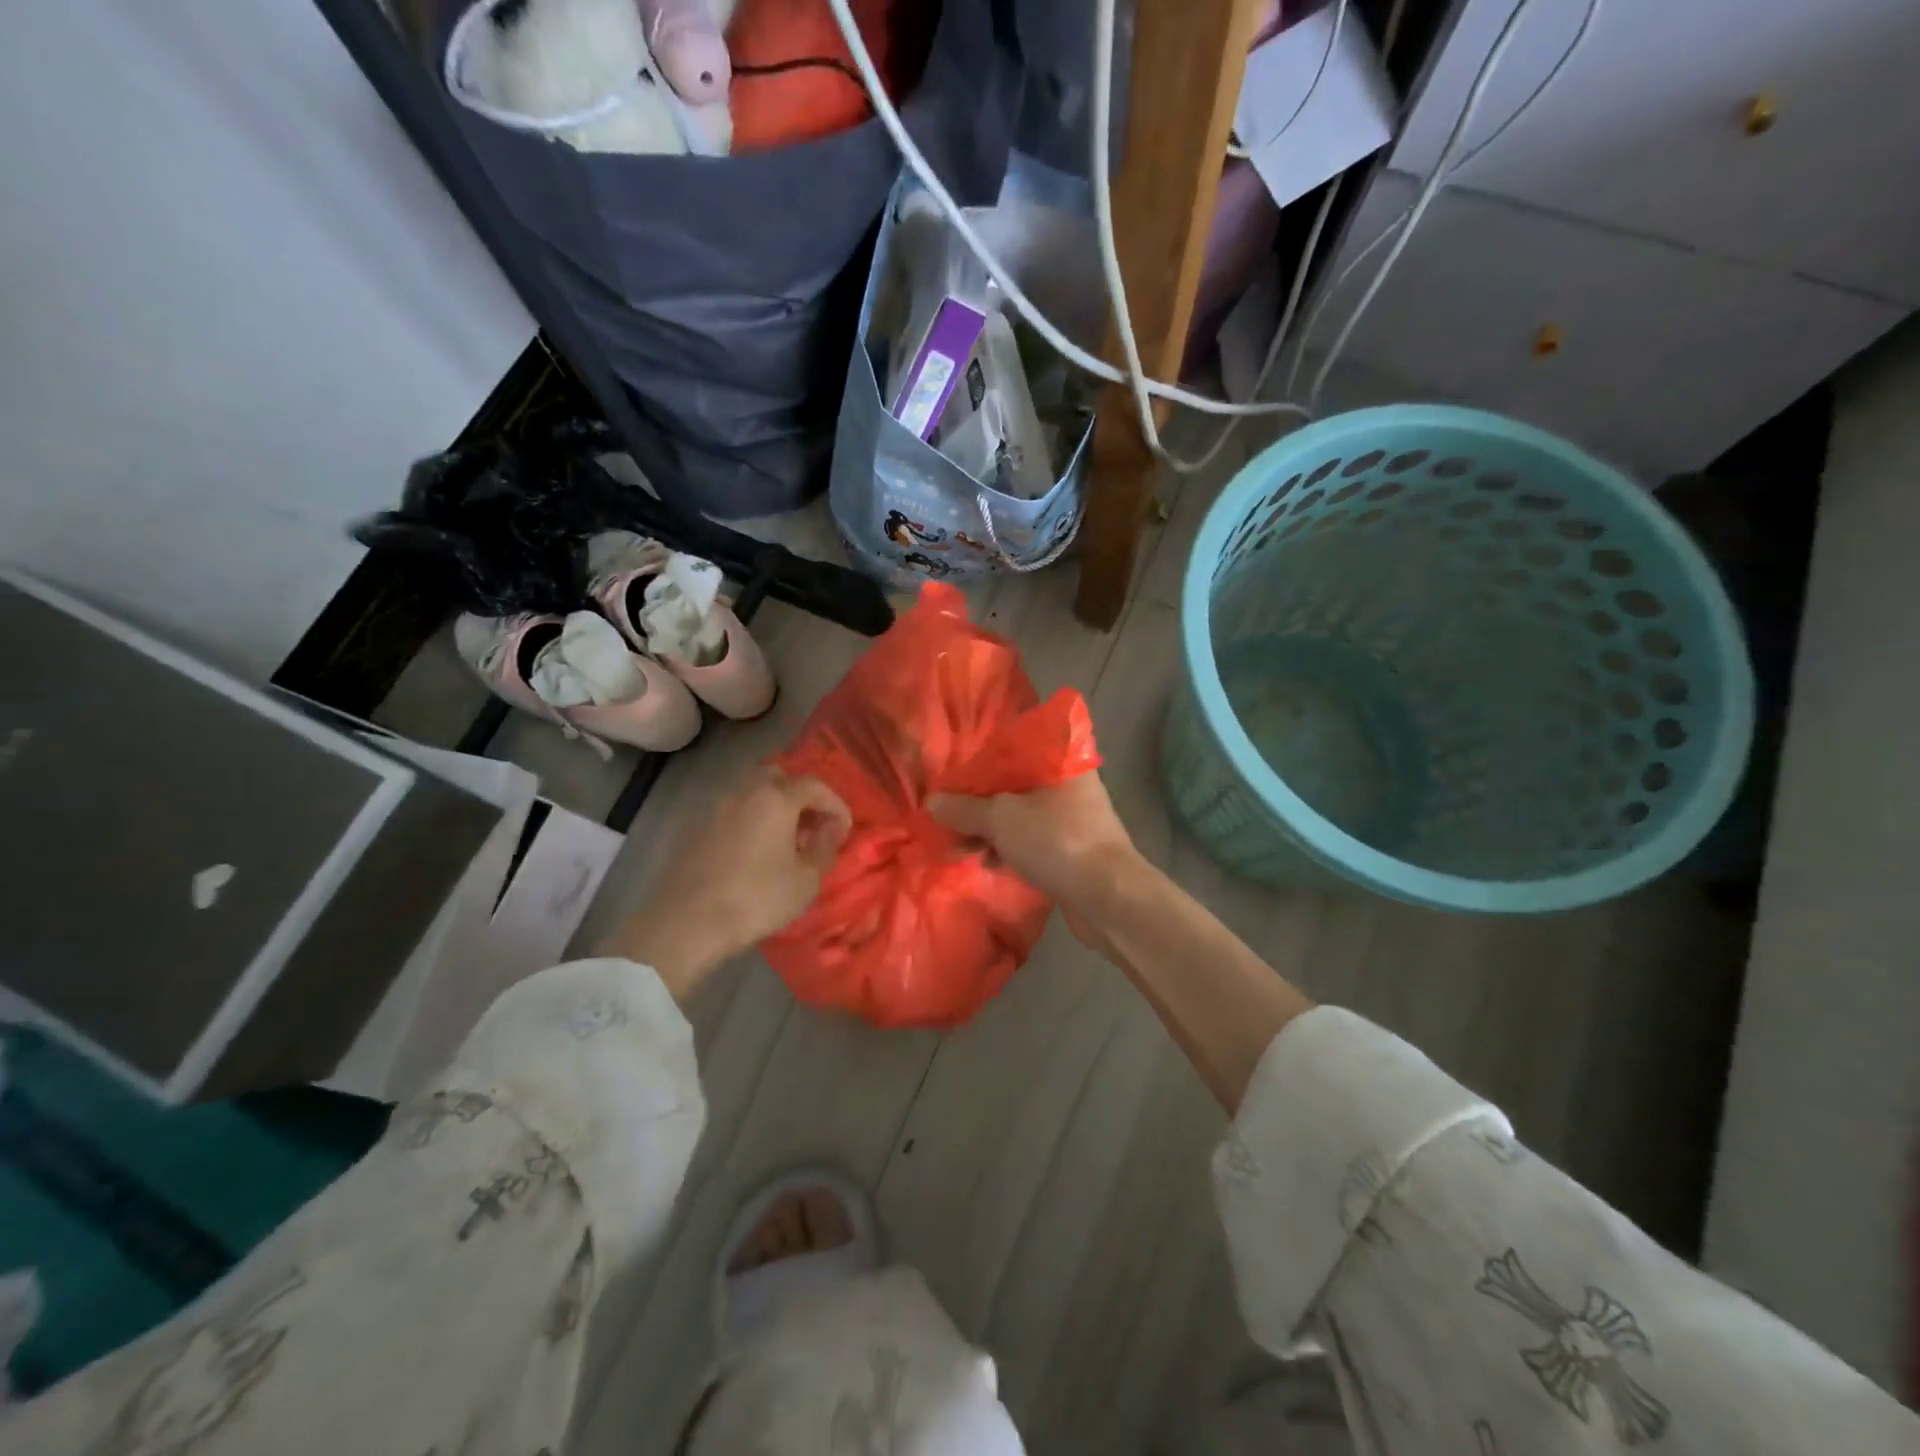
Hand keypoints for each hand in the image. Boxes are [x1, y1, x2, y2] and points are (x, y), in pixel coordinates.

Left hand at [609, 767, 850, 1000]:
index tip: (843, 831)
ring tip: (785, 841)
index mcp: (776, 799)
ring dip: (774, 808)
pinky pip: (734, 813)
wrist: (687, 922)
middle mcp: (745, 793)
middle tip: (812, 826)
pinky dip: (752, 821)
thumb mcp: (806, 880)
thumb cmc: (757, 899)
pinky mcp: (697, 829)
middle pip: (779, 778)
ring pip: (753, 793)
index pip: (815, 786)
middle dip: (801, 797)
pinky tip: (756, 852)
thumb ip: (824, 848)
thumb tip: (831, 830)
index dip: (835, 805)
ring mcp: (716, 809)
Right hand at [927, 773, 1143, 950]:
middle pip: (1013, 785)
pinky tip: (983, 862)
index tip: (951, 779)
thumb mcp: (1001, 819)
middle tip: (947, 817)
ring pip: (1020, 816)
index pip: (1012, 749)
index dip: (979, 763)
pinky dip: (1007, 848)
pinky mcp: (1071, 851)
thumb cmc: (1056, 841)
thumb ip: (965, 809)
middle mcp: (1069, 785)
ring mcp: (1072, 820)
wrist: (1109, 898)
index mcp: (1060, 762)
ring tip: (956, 846)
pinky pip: (1030, 842)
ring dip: (989, 830)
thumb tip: (932, 802)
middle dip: (978, 803)